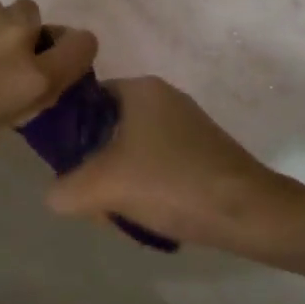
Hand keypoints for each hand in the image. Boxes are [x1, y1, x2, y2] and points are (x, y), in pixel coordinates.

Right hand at [45, 77, 295, 244]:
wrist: (248, 211)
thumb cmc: (172, 183)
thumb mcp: (104, 186)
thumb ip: (66, 188)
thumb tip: (56, 194)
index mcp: (140, 88)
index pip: (86, 102)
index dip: (70, 135)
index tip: (69, 170)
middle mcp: (163, 97)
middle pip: (108, 130)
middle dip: (97, 168)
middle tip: (97, 201)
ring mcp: (186, 123)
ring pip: (132, 151)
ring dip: (122, 182)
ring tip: (125, 214)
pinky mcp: (203, 149)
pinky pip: (158, 163)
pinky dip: (148, 186)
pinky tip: (152, 215)